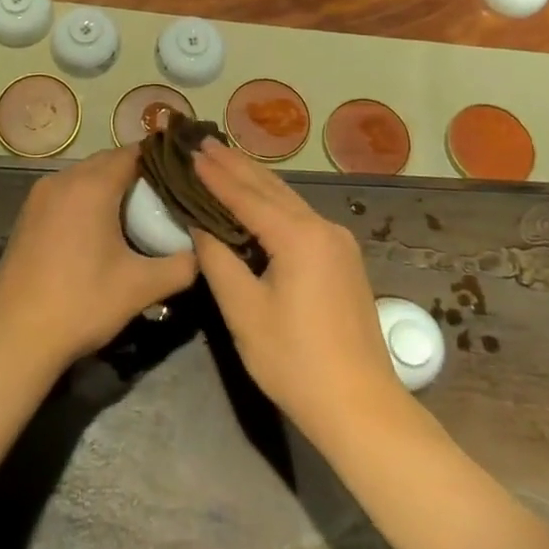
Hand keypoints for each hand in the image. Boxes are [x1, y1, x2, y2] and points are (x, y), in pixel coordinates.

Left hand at [0, 147, 198, 371]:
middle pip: (107, 161)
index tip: (183, 175)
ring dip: (110, 186)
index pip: (133, 153)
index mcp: (91, 186)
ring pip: (84, 176)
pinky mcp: (27, 215)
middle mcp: (63, 180)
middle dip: (137, 173)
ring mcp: (39, 196)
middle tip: (165, 197)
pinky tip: (100, 229)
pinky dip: (86, 198)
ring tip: (137, 212)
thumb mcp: (142, 287)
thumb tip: (203, 252)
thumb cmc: (83, 303)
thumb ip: (182, 265)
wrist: (17, 337)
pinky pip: (66, 192)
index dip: (160, 160)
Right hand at [191, 139, 404, 437]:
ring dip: (254, 181)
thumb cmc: (294, 361)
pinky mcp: (344, 260)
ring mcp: (339, 243)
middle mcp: (323, 228)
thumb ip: (218, 259)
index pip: (246, 195)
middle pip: (271, 188)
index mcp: (299, 236)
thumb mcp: (244, 311)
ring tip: (224, 160)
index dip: (215, 174)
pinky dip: (273, 203)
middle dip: (235, 165)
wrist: (360, 406)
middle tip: (203, 142)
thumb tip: (198, 224)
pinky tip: (257, 199)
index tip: (189, 152)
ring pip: (289, 200)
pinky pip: (301, 218)